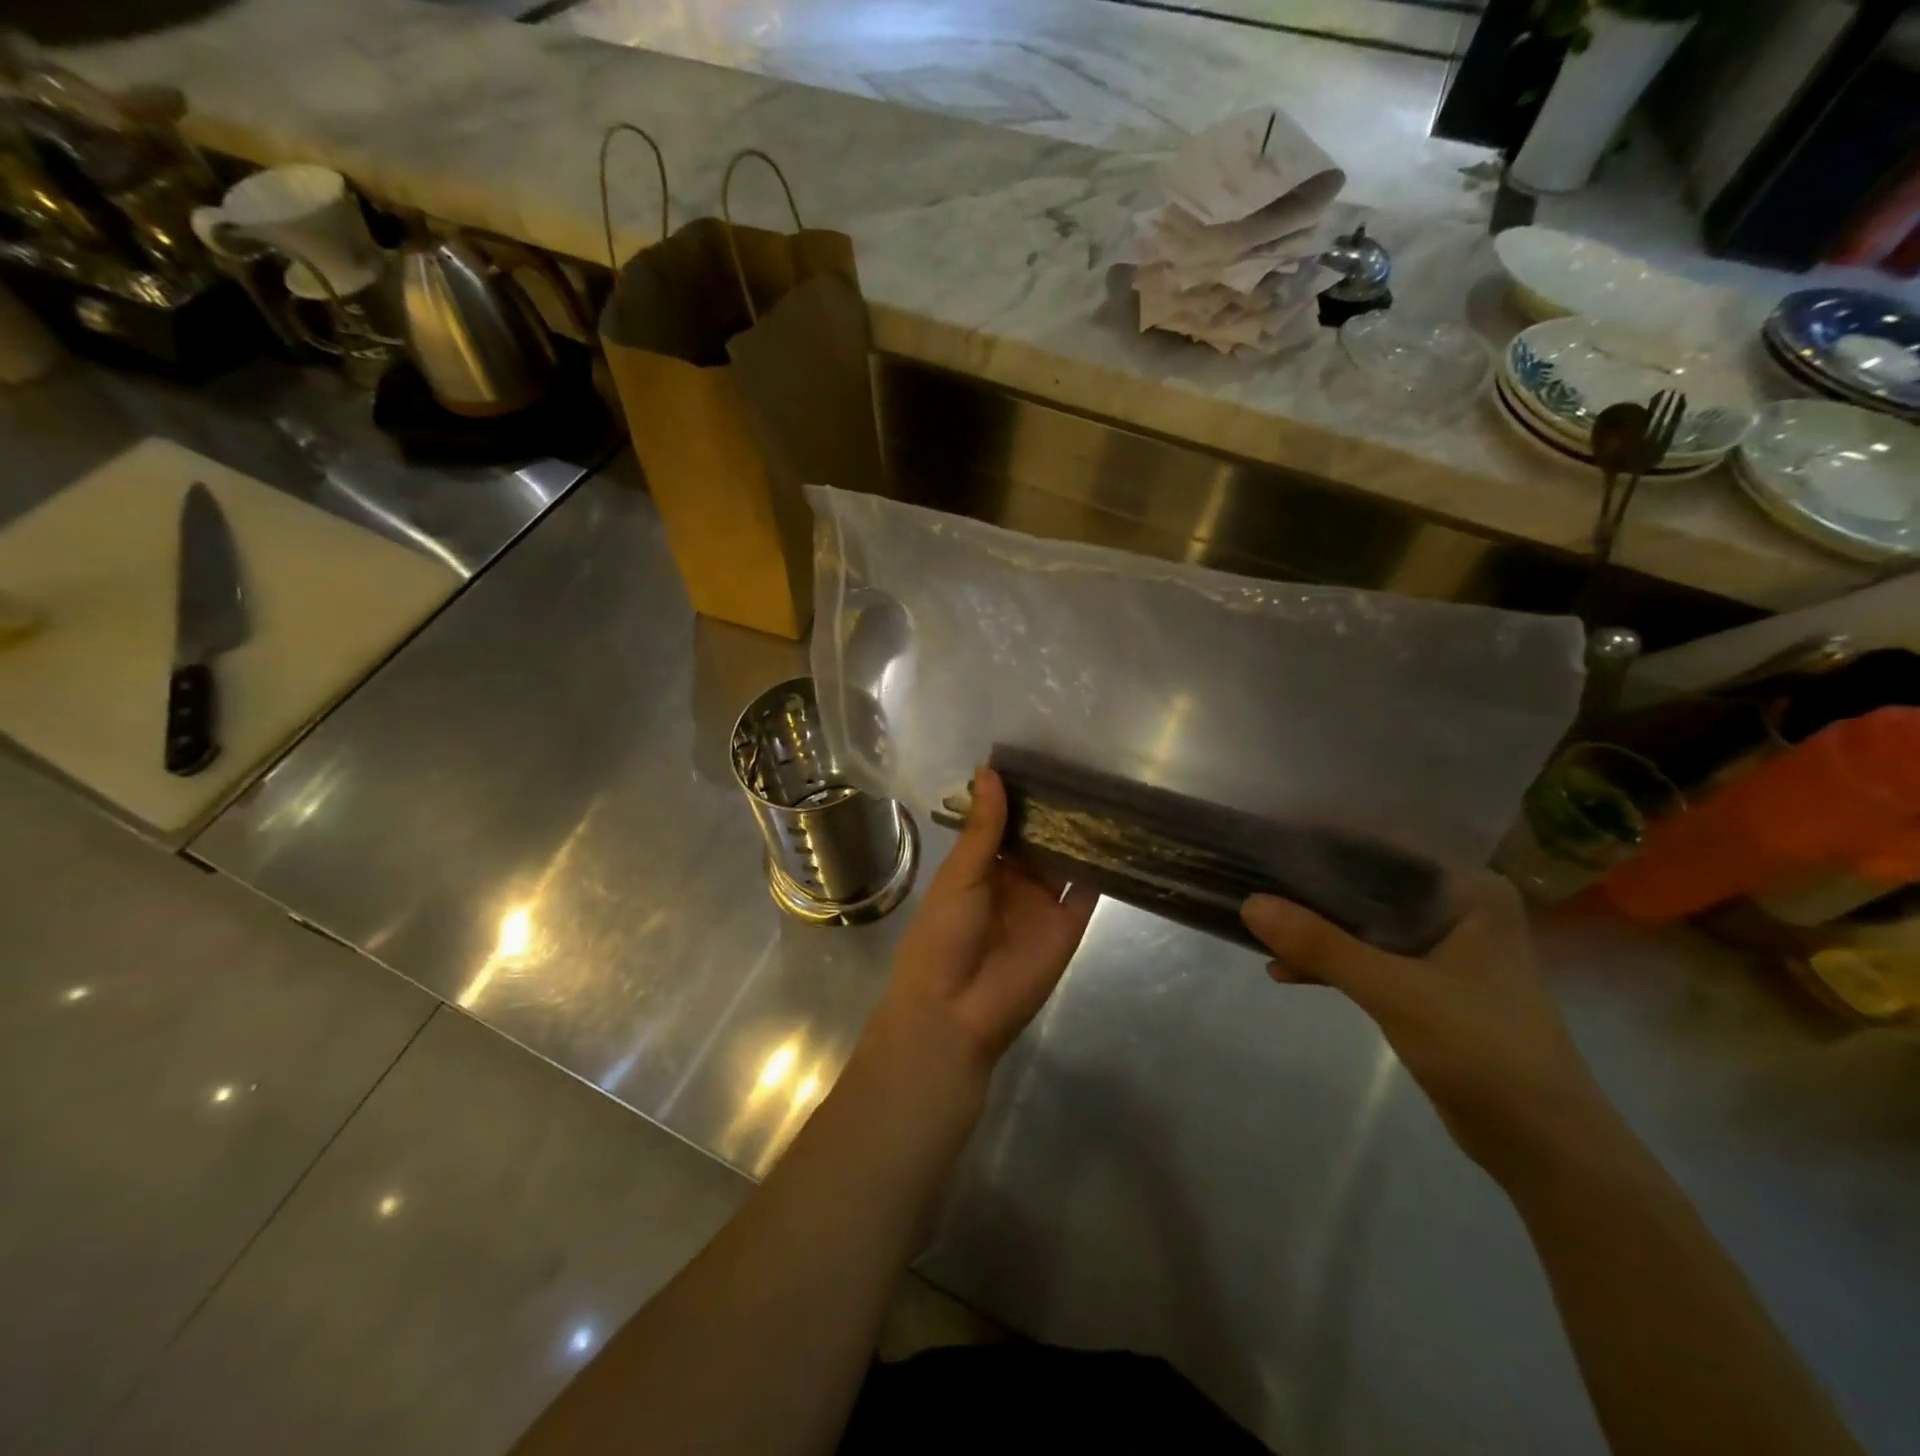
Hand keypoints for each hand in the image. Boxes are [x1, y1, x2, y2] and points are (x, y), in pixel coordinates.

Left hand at [878, 767, 1098, 1072]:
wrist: (955, 1010)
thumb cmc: (943, 934)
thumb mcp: (960, 874)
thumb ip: (983, 827)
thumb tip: (989, 770)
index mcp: (981, 865)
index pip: (1006, 821)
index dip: (1020, 794)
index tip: (1042, 757)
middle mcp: (1015, 878)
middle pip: (1040, 836)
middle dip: (1056, 808)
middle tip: (1083, 764)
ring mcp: (1044, 900)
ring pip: (1067, 857)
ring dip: (1081, 831)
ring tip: (1106, 788)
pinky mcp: (1070, 924)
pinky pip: (1089, 889)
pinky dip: (1103, 865)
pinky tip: (1119, 832)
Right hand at [1242, 872, 1610, 1183]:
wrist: (1544, 1146)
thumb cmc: (1482, 1049)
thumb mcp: (1394, 990)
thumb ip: (1321, 945)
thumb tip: (1248, 903)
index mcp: (1468, 891)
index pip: (1383, 847)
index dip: (1323, 840)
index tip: (1267, 838)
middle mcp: (1457, 909)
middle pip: (1367, 882)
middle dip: (1309, 886)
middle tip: (1251, 877)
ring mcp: (1443, 949)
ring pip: (1363, 921)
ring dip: (1314, 928)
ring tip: (1258, 926)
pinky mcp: (1428, 985)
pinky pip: (1367, 956)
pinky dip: (1329, 962)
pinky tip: (1283, 970)